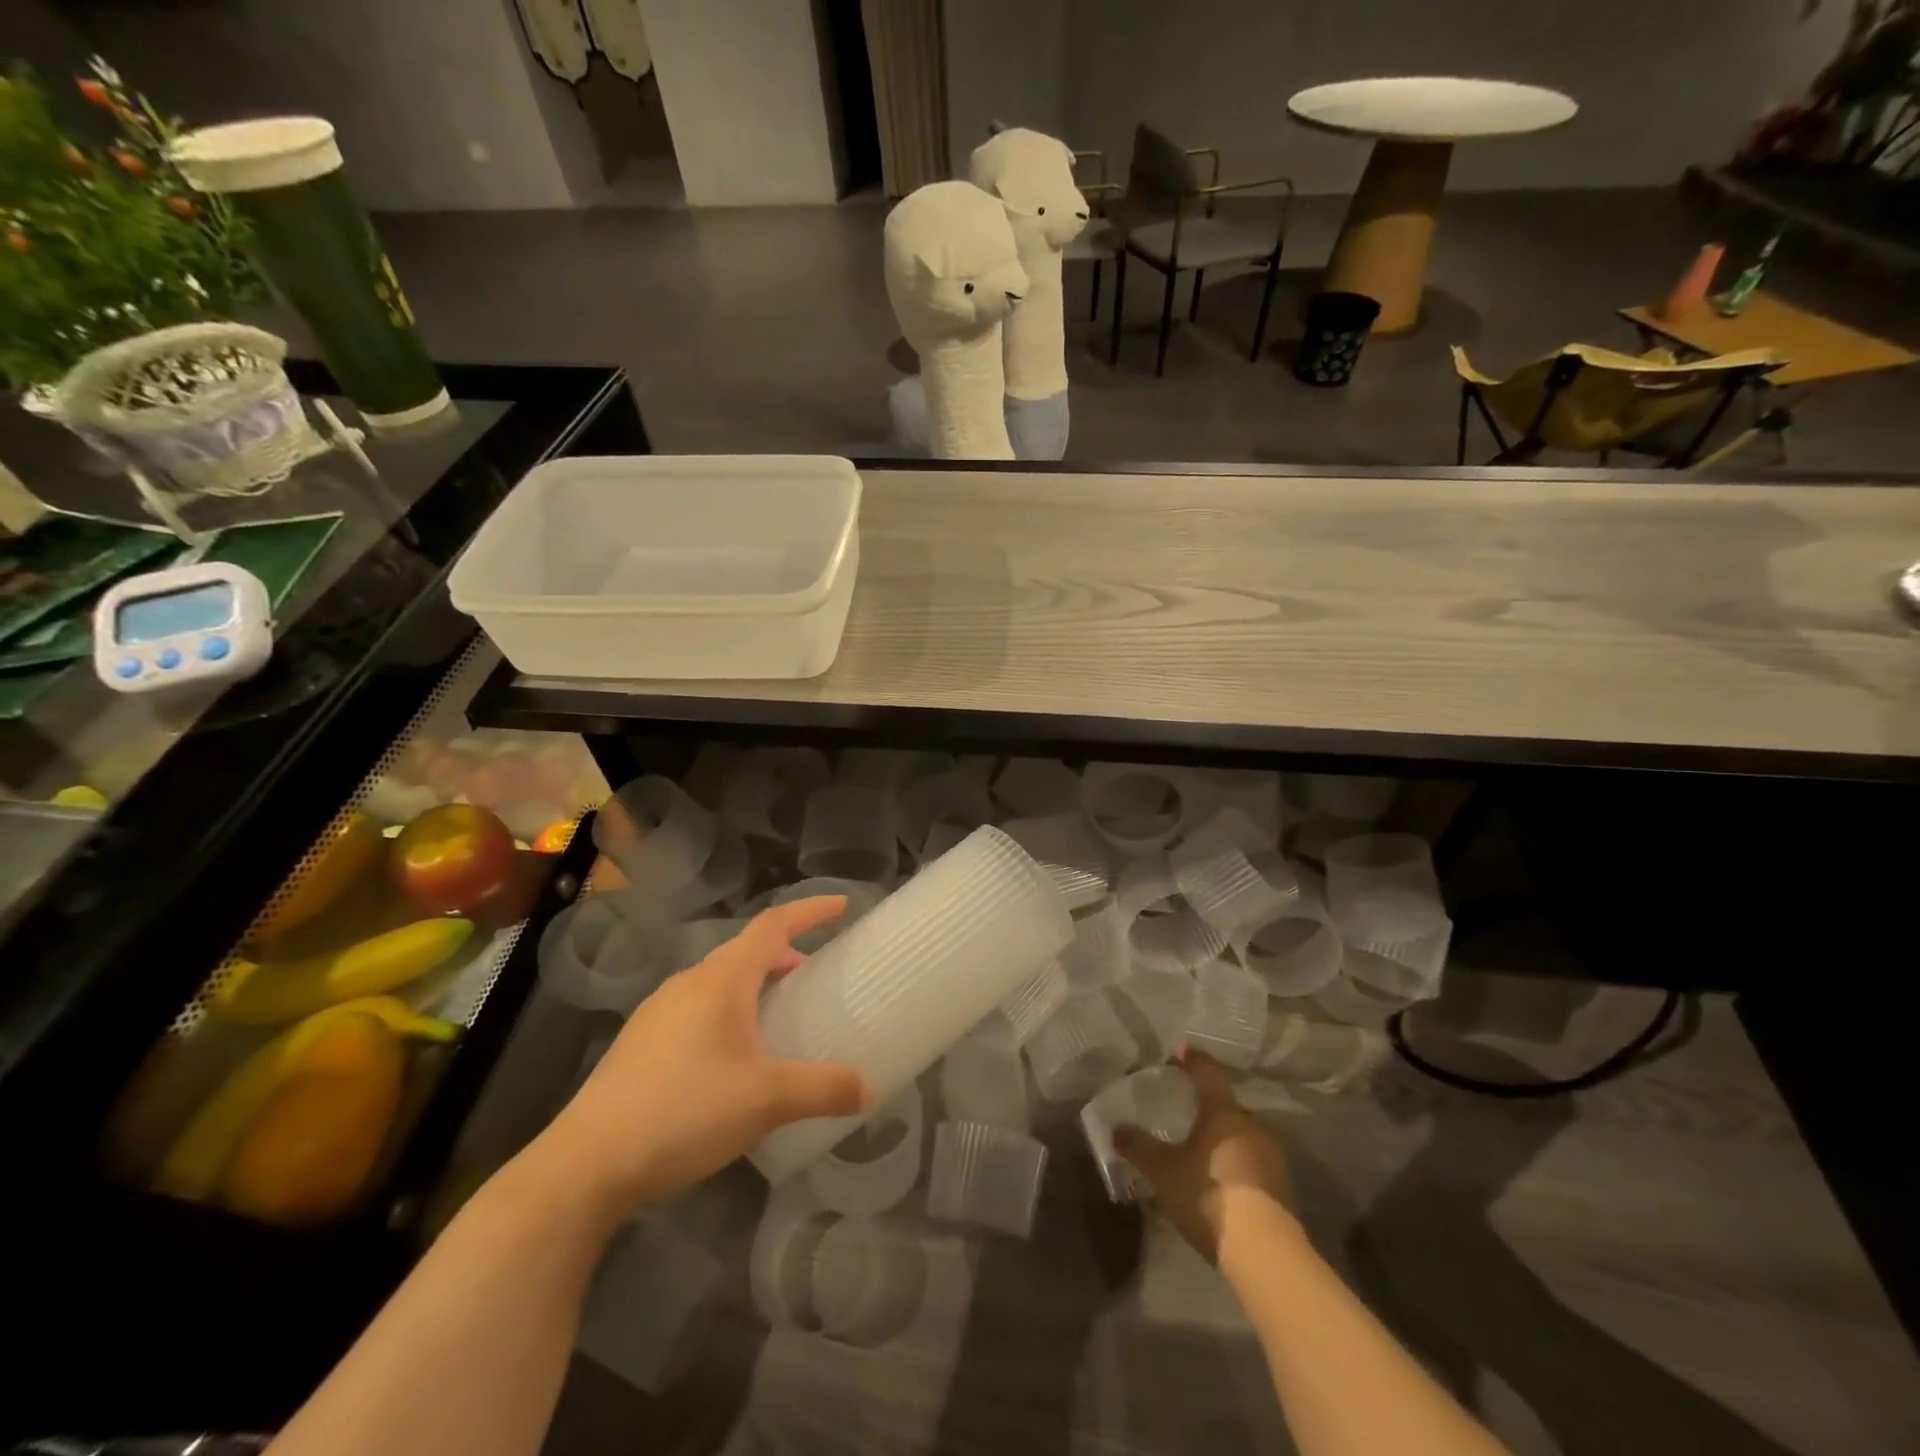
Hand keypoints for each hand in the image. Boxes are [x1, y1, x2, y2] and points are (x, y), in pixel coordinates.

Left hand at [529, 897, 870, 1218]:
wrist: (586, 1165)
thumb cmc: (684, 1111)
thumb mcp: (766, 1100)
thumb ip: (824, 1089)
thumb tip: (869, 1090)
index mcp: (722, 980)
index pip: (773, 925)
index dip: (810, 910)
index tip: (842, 904)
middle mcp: (689, 983)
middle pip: (746, 952)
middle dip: (785, 956)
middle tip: (815, 978)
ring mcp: (658, 1012)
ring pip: (719, 982)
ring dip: (755, 987)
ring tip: (779, 1019)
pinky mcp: (641, 1043)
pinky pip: (697, 1009)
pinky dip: (729, 1014)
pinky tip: (733, 1059)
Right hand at [1113, 1050, 1292, 1261]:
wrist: (1265, 1252)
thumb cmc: (1209, 1195)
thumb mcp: (1164, 1171)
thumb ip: (1140, 1148)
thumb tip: (1116, 1129)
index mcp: (1223, 1111)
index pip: (1208, 1072)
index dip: (1193, 1060)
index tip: (1181, 1051)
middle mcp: (1251, 1125)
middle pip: (1228, 1105)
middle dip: (1209, 1106)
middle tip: (1189, 1112)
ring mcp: (1272, 1156)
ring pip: (1243, 1135)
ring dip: (1224, 1138)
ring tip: (1203, 1150)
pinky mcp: (1282, 1187)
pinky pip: (1254, 1162)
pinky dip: (1237, 1163)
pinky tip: (1222, 1180)